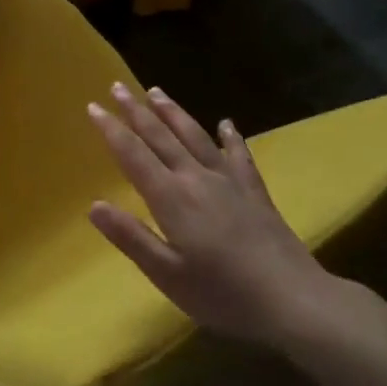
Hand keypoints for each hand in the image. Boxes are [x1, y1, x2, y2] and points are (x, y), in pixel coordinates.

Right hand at [86, 85, 342, 349]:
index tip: (93, 107)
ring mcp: (229, 182)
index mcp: (171, 198)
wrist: (292, 299)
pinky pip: (239, 155)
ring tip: (156, 92)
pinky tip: (227, 124)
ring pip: (195, 137)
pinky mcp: (255, 192)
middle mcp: (196, 179)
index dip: (112, 130)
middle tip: (117, 86)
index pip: (133, 155)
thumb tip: (94, 205)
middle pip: (161, 137)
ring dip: (173, 113)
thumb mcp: (167, 274)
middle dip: (136, 111)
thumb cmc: (222, 293)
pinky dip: (231, 137)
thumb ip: (131, 237)